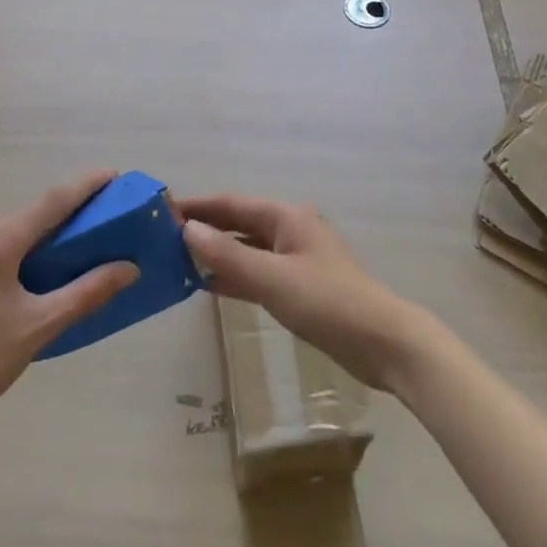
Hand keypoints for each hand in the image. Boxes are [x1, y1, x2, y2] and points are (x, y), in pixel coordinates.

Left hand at [0, 171, 138, 435]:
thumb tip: (129, 268)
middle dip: (46, 223)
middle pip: (19, 216)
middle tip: (67, 244)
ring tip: (15, 270)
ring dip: (8, 234)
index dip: (85, 185)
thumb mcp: (39, 327)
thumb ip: (87, 292)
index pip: (53, 200)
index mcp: (0, 241)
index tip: (110, 175)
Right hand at [178, 195, 436, 393]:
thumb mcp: (273, 279)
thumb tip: (187, 229)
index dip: (198, 206)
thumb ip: (229, 255)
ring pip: (247, 248)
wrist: (383, 343)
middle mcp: (290, 230)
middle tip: (163, 237)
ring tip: (178, 261)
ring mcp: (296, 258)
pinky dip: (234, 275)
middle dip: (205, 228)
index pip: (231, 204)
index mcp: (286, 217)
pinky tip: (209, 286)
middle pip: (239, 223)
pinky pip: (258, 272)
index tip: (162, 209)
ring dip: (217, 253)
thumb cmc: (327, 302)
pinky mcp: (300, 286)